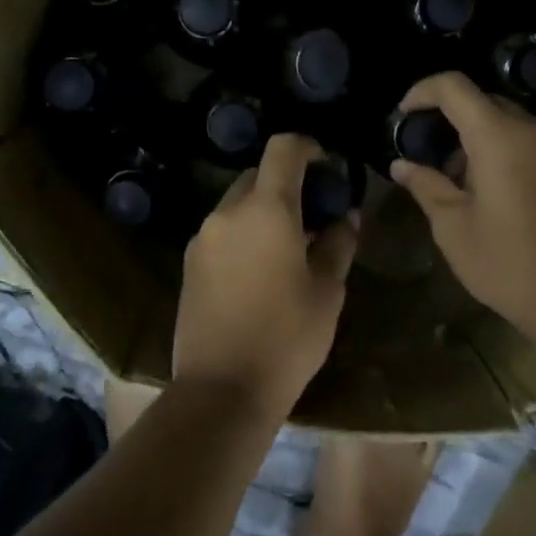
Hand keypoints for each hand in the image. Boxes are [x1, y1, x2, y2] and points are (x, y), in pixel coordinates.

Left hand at [172, 134, 357, 419]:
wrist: (221, 389)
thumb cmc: (287, 338)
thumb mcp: (327, 292)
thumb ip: (338, 244)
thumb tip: (346, 216)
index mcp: (267, 209)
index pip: (282, 149)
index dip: (307, 146)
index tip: (326, 162)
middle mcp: (228, 213)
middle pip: (256, 176)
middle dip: (285, 183)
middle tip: (312, 213)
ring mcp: (202, 238)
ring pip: (236, 205)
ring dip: (262, 211)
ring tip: (288, 246)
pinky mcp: (189, 263)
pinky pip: (221, 232)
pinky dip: (243, 234)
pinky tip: (260, 270)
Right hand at [391, 72, 535, 352]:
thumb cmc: (509, 262)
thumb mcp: (453, 228)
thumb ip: (426, 186)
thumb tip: (402, 165)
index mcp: (499, 137)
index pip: (455, 87)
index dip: (422, 92)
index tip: (403, 116)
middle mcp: (535, 131)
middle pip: (485, 102)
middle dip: (451, 120)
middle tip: (429, 156)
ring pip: (511, 125)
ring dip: (480, 140)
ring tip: (460, 183)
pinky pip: (533, 145)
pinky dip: (506, 153)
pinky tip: (495, 195)